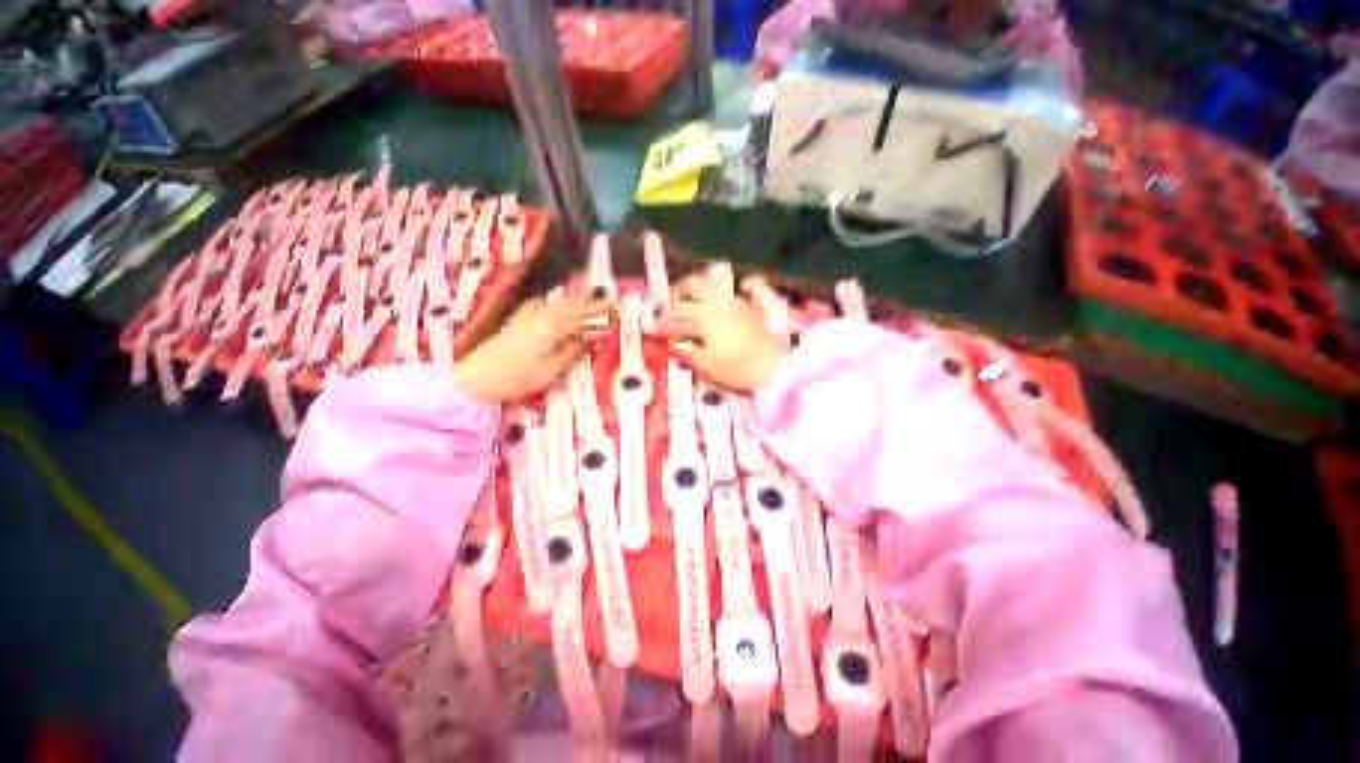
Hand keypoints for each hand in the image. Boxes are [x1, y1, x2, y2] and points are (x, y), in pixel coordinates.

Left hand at [454, 296, 609, 402]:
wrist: (474, 379)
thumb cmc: (516, 378)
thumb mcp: (549, 372)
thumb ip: (569, 354)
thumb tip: (586, 340)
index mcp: (551, 328)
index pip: (580, 317)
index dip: (597, 314)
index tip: (613, 311)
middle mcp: (540, 317)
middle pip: (568, 307)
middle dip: (587, 304)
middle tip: (604, 303)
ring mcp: (525, 318)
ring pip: (554, 305)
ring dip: (570, 302)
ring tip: (583, 300)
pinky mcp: (514, 323)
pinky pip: (538, 306)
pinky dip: (549, 303)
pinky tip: (548, 304)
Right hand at [663, 267, 787, 392]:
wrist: (778, 366)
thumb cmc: (737, 368)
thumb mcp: (707, 365)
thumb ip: (688, 352)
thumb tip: (676, 344)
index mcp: (702, 315)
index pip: (677, 307)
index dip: (666, 312)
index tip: (661, 319)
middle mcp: (719, 300)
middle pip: (695, 282)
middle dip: (682, 288)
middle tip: (676, 299)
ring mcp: (740, 299)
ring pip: (719, 282)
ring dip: (706, 285)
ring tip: (702, 297)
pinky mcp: (759, 303)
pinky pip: (751, 286)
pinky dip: (745, 285)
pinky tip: (743, 286)